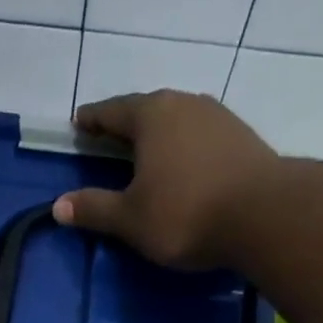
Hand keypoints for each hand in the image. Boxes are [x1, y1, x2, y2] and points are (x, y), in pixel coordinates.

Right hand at [51, 90, 279, 271]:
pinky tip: (184, 165)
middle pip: (146, 110)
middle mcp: (184, 103)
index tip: (78, 123)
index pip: (111, 111)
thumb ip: (94, 209)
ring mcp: (218, 117)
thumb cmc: (185, 213)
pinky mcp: (242, 137)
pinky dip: (185, 147)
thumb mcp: (130, 218)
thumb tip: (58, 207)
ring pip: (177, 120)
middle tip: (109, 138)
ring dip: (159, 135)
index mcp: (151, 114)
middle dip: (126, 124)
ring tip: (148, 153)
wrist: (264, 215)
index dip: (92, 120)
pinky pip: (201, 137)